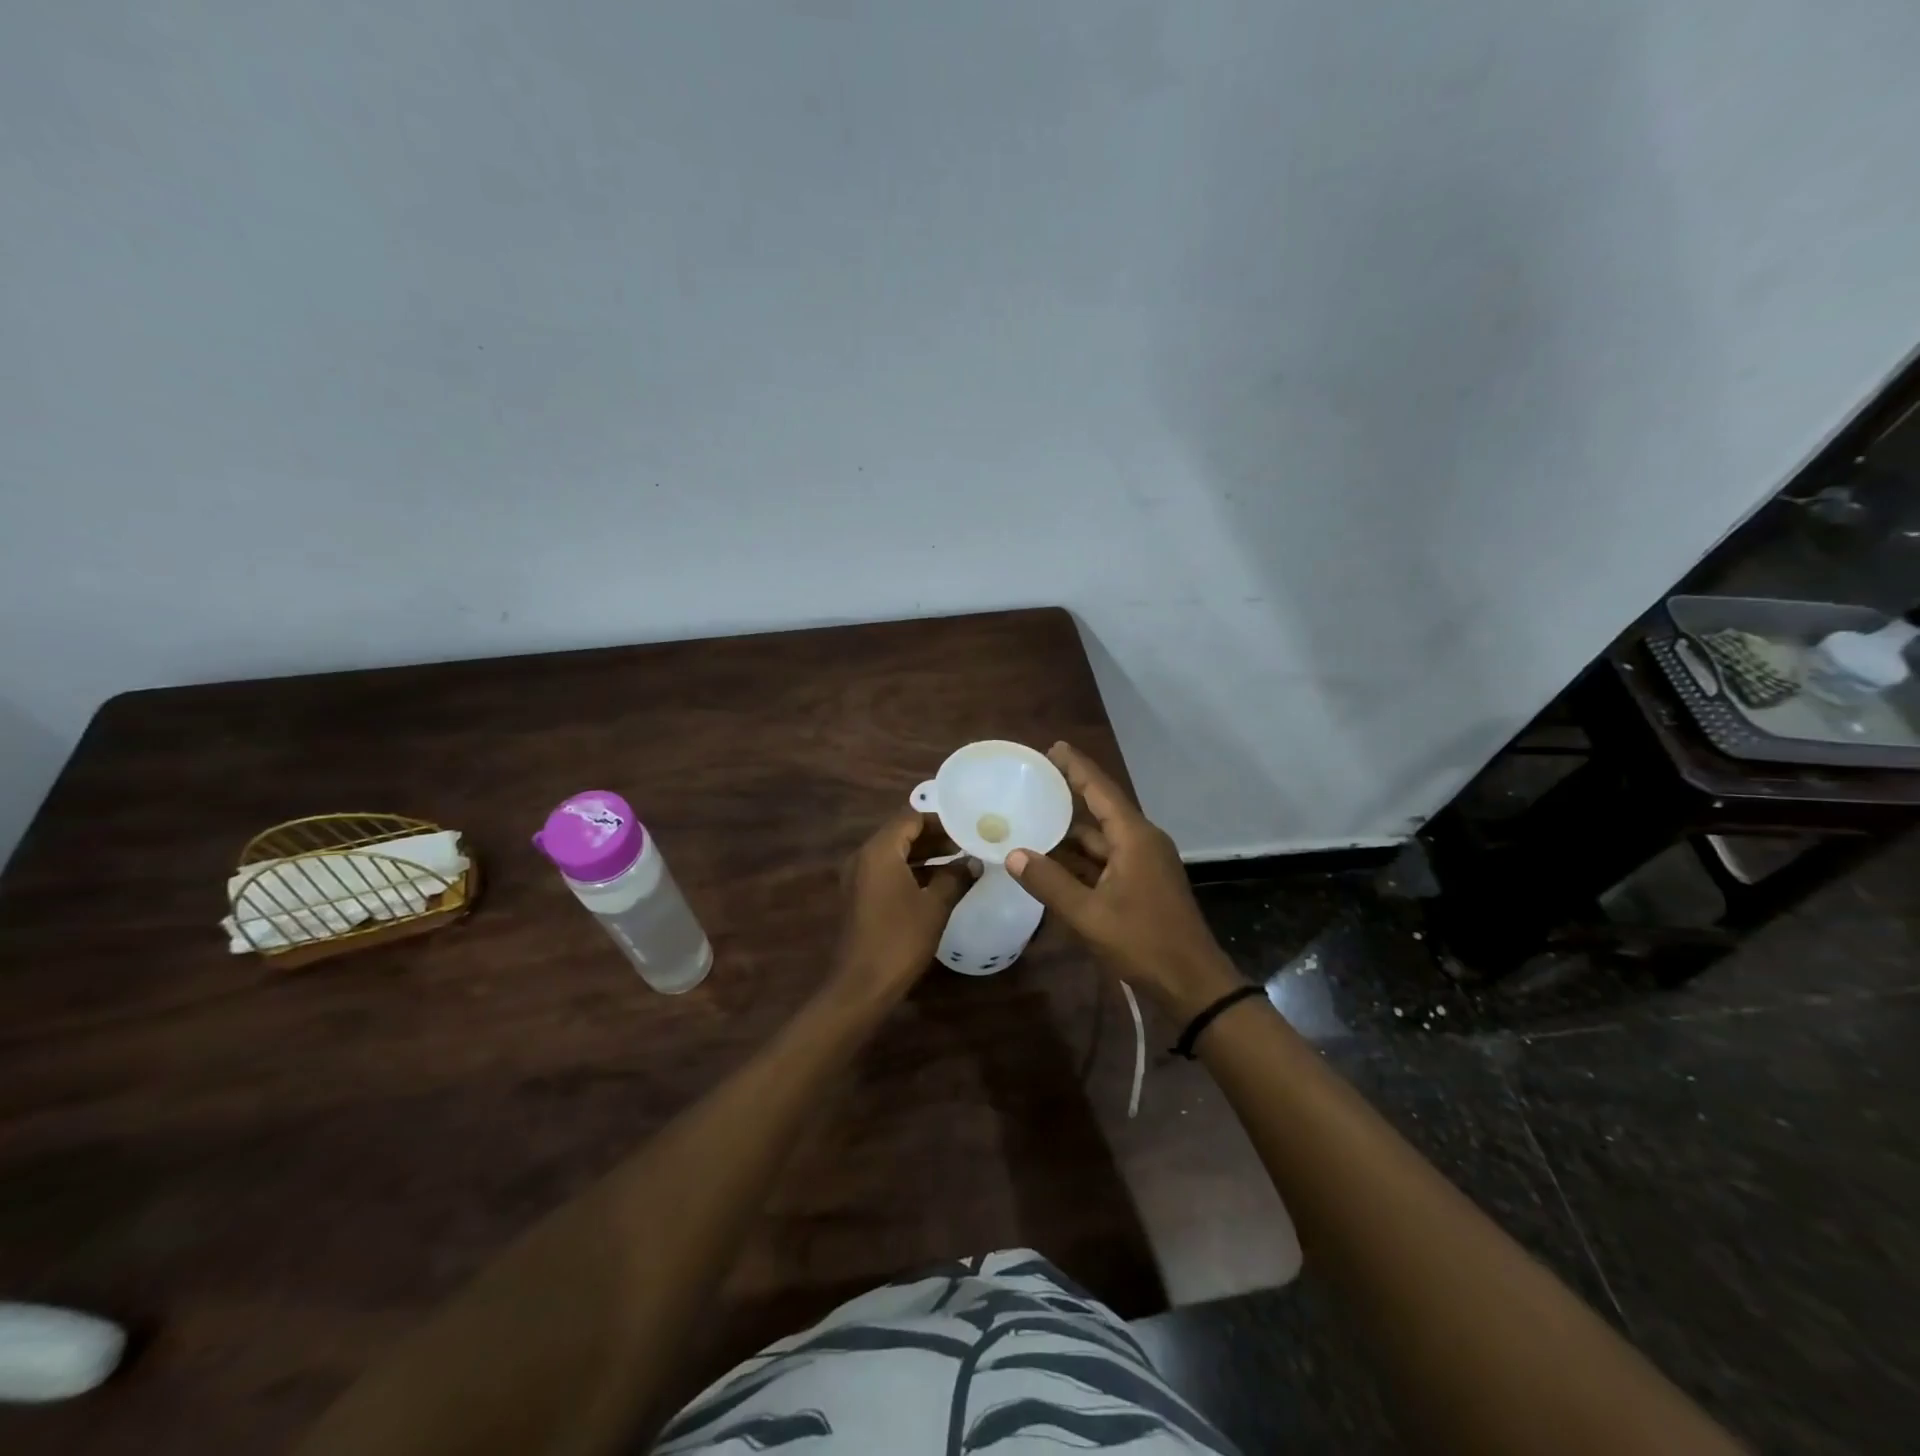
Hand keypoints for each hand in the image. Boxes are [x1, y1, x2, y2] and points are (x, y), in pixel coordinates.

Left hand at [828, 808, 969, 1007]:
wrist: (862, 985)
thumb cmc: (900, 939)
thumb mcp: (935, 906)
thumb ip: (955, 878)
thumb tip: (974, 862)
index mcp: (879, 851)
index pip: (911, 817)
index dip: (940, 821)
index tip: (967, 828)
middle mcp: (864, 857)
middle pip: (901, 833)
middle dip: (934, 837)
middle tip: (967, 844)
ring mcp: (858, 877)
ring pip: (895, 853)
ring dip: (925, 855)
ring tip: (959, 862)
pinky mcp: (859, 896)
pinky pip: (887, 871)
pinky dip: (911, 871)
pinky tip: (938, 884)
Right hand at [1008, 742, 1243, 1019]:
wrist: (1193, 983)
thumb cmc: (1143, 942)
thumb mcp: (1089, 915)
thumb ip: (1049, 883)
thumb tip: (1013, 854)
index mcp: (1134, 837)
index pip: (1100, 789)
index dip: (1076, 767)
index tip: (1052, 747)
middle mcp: (1141, 841)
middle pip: (1100, 810)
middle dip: (1068, 797)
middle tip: (1031, 785)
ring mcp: (1145, 863)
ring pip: (1101, 839)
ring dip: (1070, 834)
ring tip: (1032, 821)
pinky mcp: (1144, 883)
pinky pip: (1106, 859)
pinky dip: (1081, 858)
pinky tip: (1053, 862)